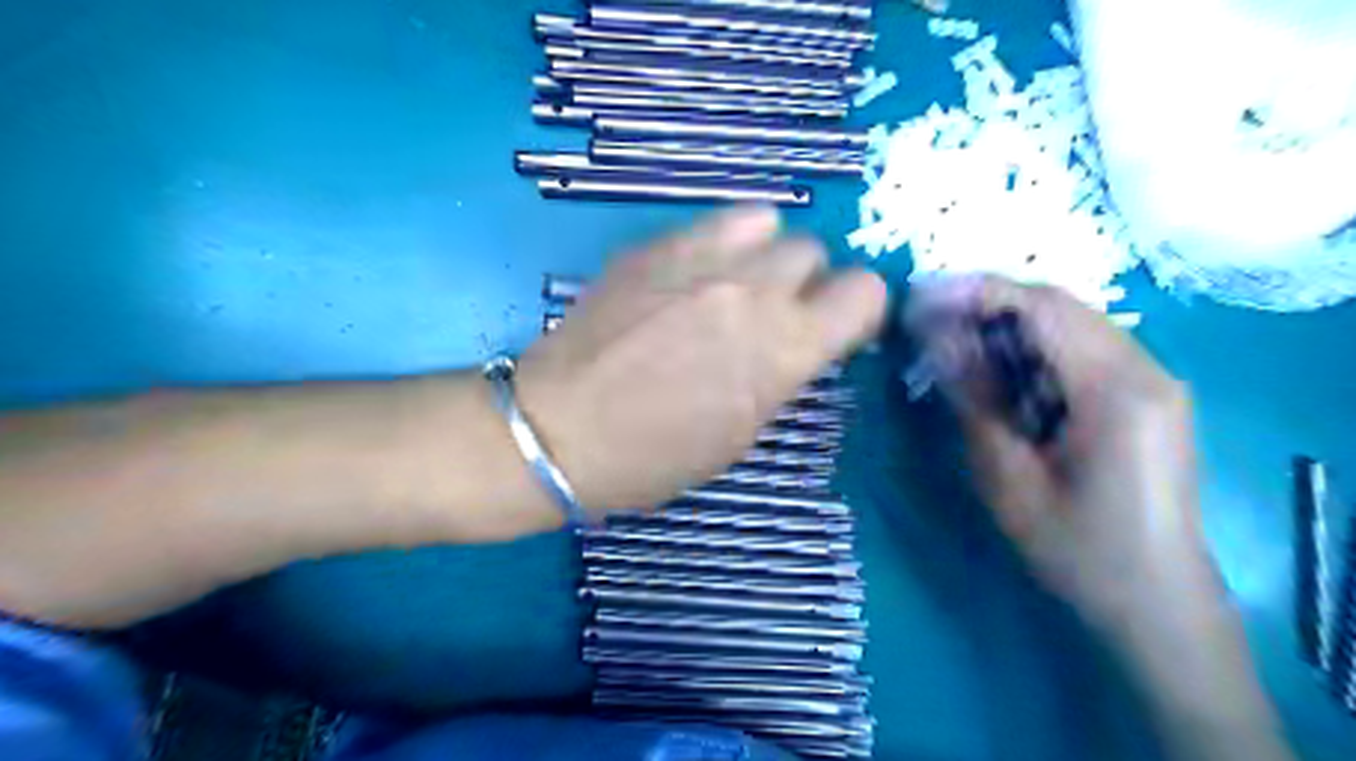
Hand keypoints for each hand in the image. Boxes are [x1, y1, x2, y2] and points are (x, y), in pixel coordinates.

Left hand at [513, 207, 885, 512]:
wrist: (558, 430)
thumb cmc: (653, 457)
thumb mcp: (739, 434)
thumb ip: (779, 374)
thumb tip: (794, 342)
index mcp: (782, 350)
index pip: (865, 293)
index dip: (856, 311)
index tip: (835, 329)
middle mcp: (752, 290)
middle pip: (815, 252)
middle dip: (806, 284)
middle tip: (772, 315)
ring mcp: (699, 259)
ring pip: (768, 221)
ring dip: (765, 253)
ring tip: (735, 284)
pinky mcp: (654, 246)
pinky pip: (713, 221)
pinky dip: (721, 242)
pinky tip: (691, 275)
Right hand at [910, 275, 1207, 622]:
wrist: (1155, 602)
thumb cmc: (1077, 549)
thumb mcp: (1008, 476)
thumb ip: (975, 397)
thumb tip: (936, 336)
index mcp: (1118, 390)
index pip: (1042, 307)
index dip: (977, 292)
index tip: (920, 296)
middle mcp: (1147, 369)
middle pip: (1059, 306)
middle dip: (988, 303)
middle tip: (927, 318)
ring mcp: (1153, 380)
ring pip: (1070, 323)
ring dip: (1008, 324)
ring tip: (951, 339)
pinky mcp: (1147, 396)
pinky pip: (1082, 350)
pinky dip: (1033, 348)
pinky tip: (997, 368)